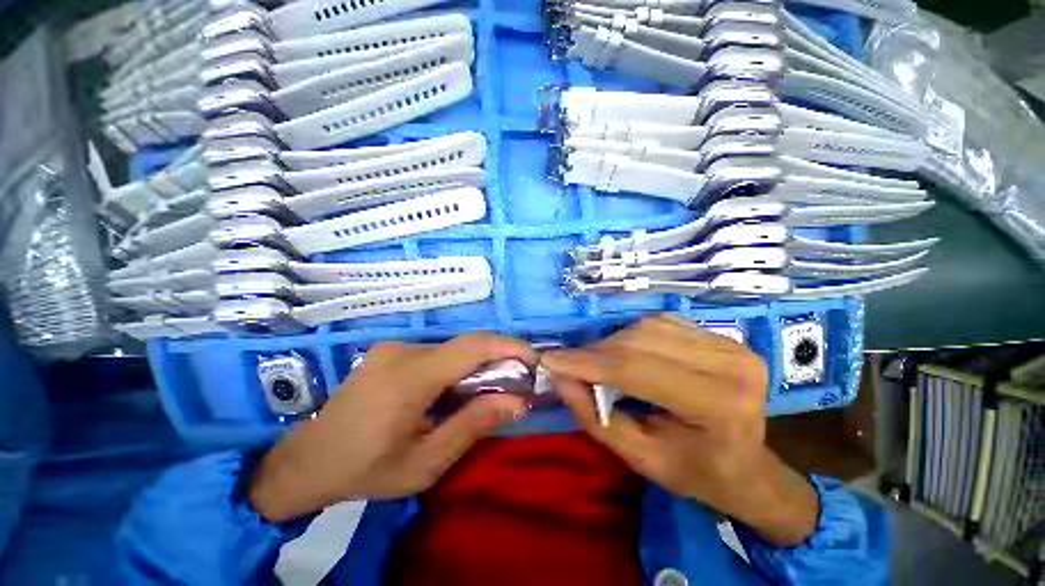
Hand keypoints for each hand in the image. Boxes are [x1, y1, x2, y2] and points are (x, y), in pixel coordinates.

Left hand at [249, 334, 533, 521]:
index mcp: (408, 378)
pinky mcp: (391, 351)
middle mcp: (402, 351)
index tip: (533, 360)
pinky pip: (437, 353)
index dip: (509, 346)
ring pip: (452, 350)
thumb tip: (517, 401)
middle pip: (465, 346)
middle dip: (497, 360)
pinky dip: (457, 368)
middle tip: (515, 384)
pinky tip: (454, 392)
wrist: (304, 462)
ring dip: (476, 366)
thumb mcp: (425, 462)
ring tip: (486, 393)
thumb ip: (473, 425)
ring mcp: (394, 347)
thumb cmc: (365, 470)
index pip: (472, 346)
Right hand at [542, 314, 817, 546]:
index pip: (636, 368)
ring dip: (611, 342)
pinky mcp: (721, 335)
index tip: (549, 360)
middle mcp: (731, 364)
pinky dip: (631, 334)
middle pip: (640, 341)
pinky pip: (661, 323)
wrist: (749, 468)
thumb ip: (595, 418)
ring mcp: (730, 344)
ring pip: (648, 327)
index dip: (587, 362)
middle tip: (566, 363)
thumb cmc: (696, 472)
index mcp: (718, 405)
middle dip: (595, 351)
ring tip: (592, 361)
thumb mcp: (639, 458)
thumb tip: (560, 378)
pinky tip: (621, 352)